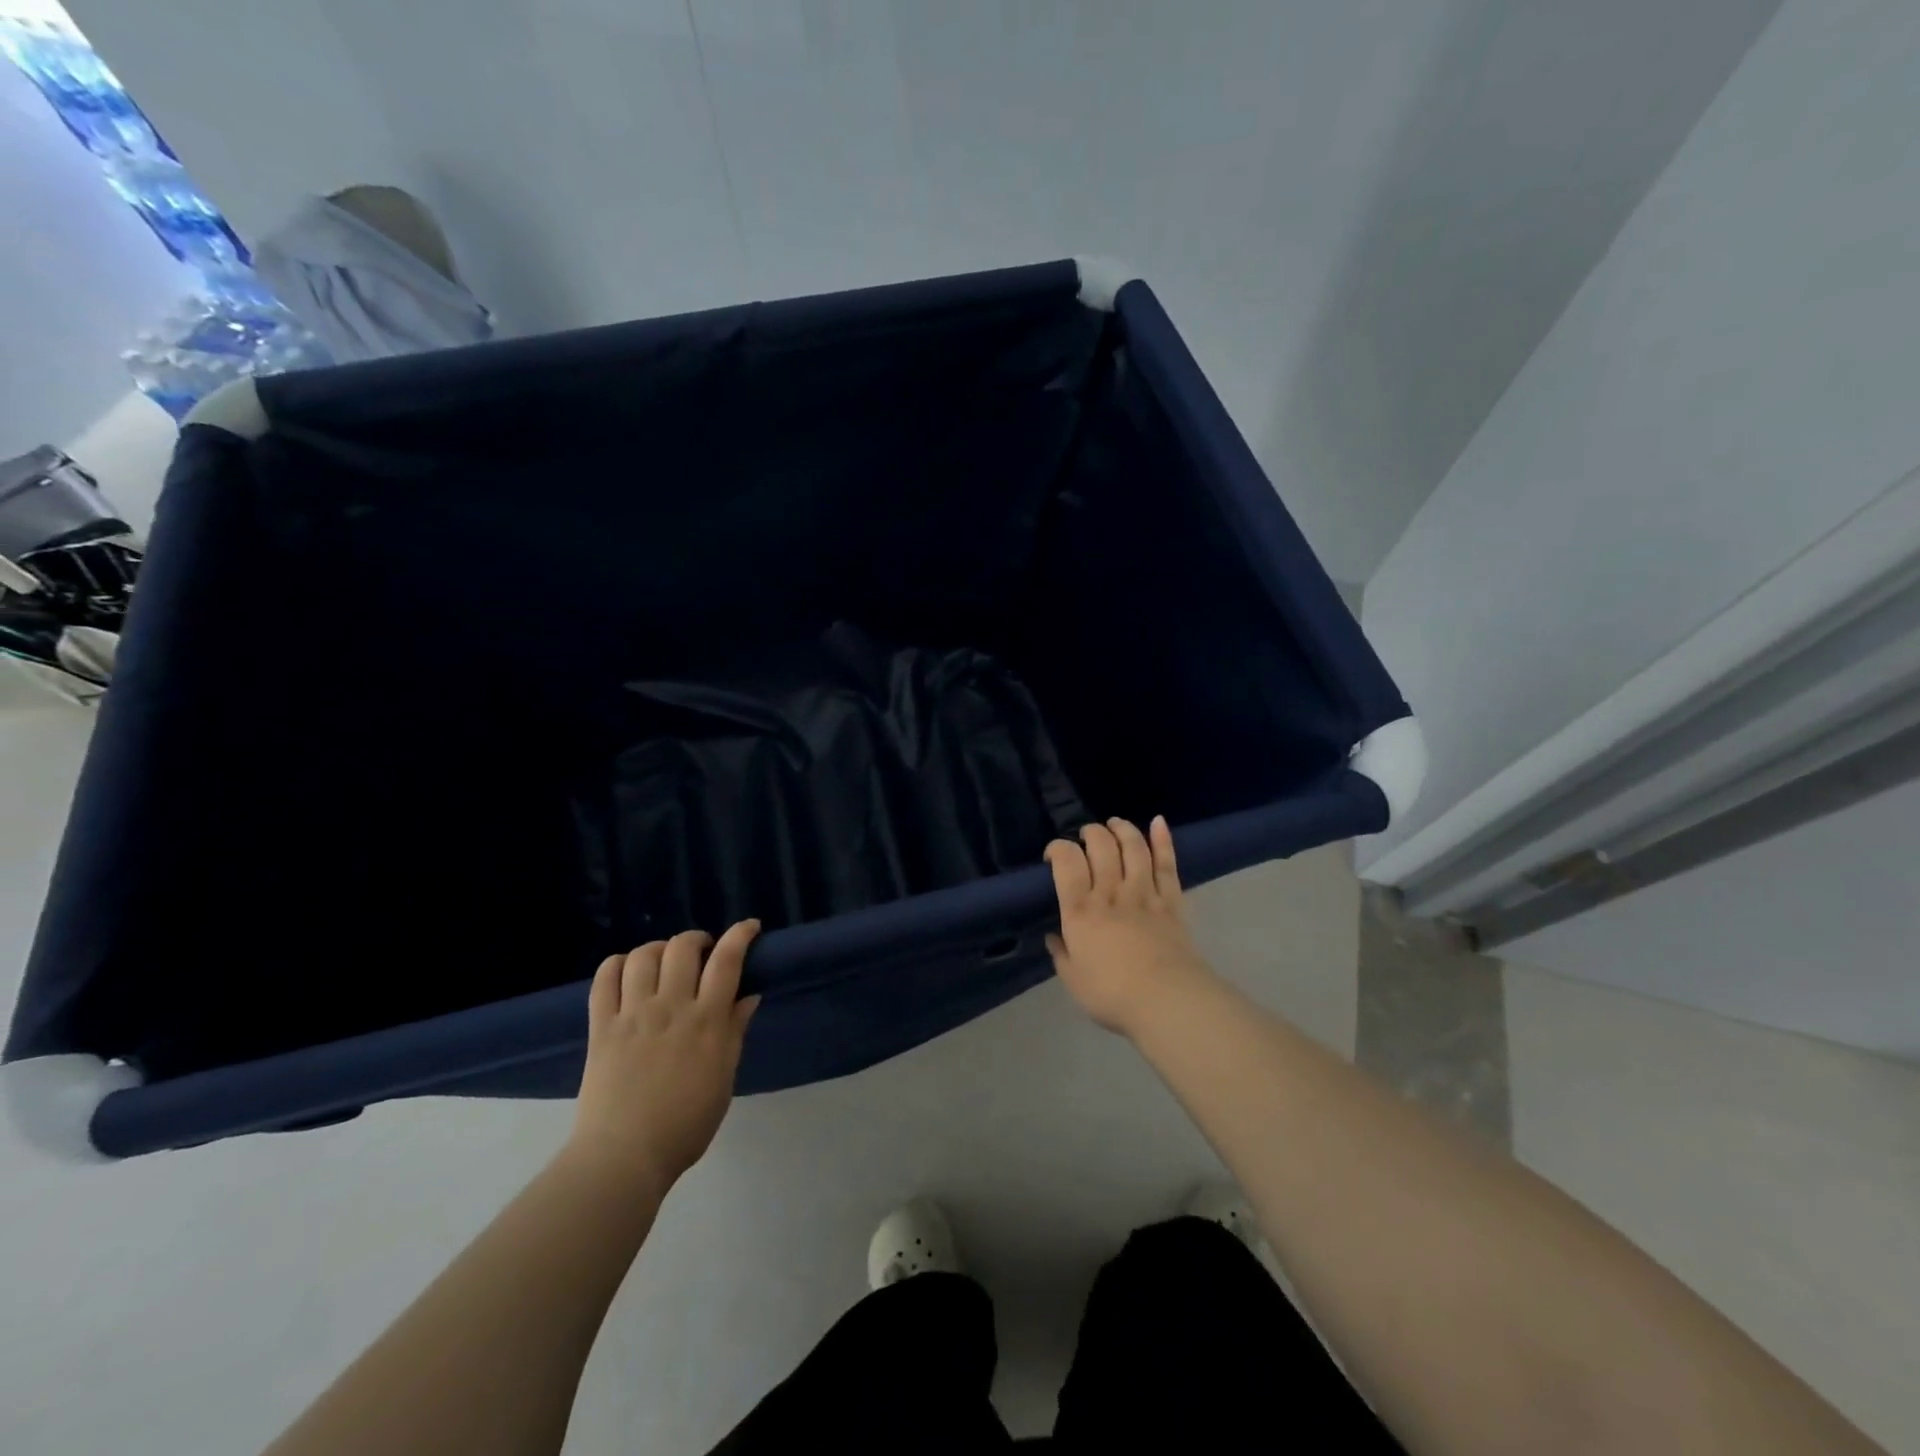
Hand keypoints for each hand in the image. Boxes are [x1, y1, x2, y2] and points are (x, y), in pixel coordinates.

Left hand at [565, 922, 761, 1196]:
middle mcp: (670, 1007)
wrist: (625, 1157)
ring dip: (658, 948)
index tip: (749, 927)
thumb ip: (735, 1031)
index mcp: (706, 1021)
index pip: (727, 960)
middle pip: (683, 947)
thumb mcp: (724, 1078)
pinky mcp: (601, 1027)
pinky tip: (627, 971)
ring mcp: (632, 1014)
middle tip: (702, 952)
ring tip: (664, 961)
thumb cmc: (686, 1124)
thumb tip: (749, 995)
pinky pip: (604, 979)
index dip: (740, 935)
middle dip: (697, 939)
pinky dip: (617, 964)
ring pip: (643, 956)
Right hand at [1045, 817, 1215, 1035]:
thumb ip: (1062, 955)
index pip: (1067, 862)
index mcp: (1081, 911)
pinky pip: (1167, 864)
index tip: (1053, 854)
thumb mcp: (1073, 980)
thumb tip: (1054, 938)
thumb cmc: (1112, 995)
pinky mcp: (1171, 901)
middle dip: (1091, 833)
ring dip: (1122, 829)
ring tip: (1114, 824)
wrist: (1166, 1001)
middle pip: (1101, 846)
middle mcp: (1110, 893)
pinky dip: (1163, 840)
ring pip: (1133, 848)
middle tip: (1086, 837)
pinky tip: (1158, 821)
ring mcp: (1144, 893)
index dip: (1058, 848)